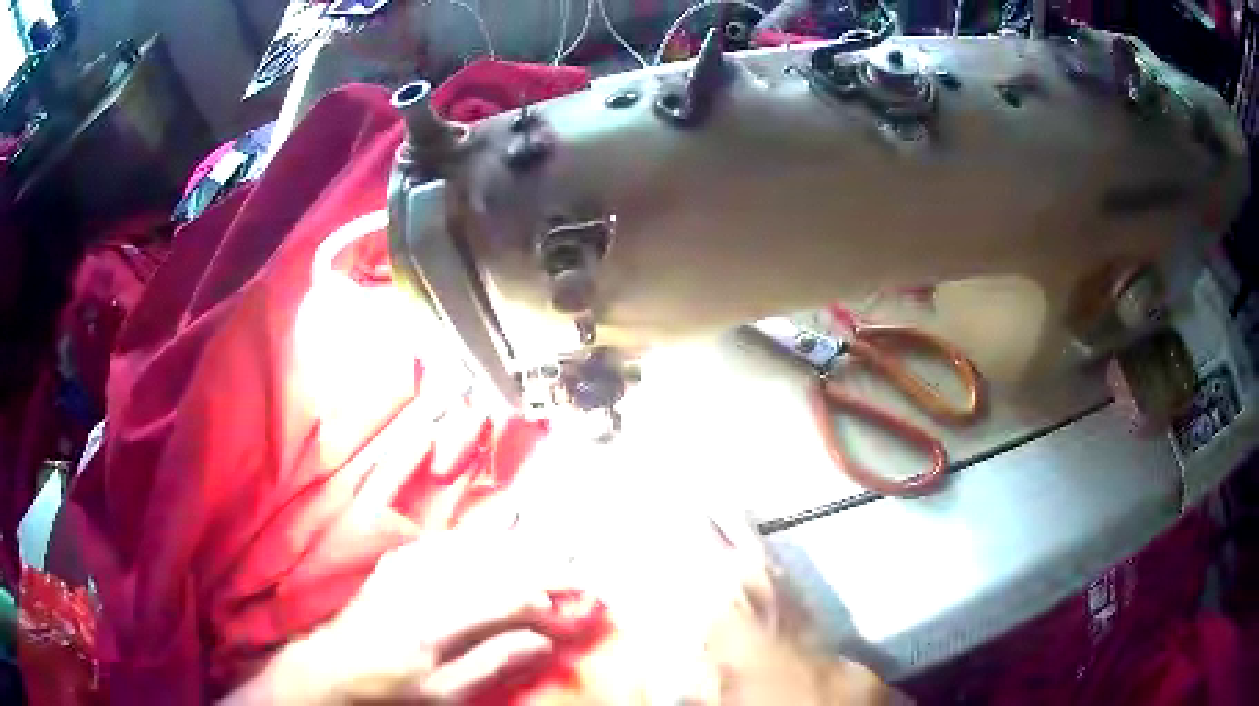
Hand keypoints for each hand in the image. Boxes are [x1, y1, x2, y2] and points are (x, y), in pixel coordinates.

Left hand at [221, 530, 603, 704]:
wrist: (330, 669)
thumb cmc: (390, 689)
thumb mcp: (443, 695)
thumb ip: (491, 665)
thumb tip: (541, 642)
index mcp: (438, 623)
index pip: (506, 600)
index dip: (548, 603)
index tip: (577, 610)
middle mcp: (424, 586)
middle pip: (494, 567)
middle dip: (541, 569)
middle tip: (576, 573)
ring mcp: (406, 571)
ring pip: (471, 548)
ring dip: (513, 550)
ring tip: (544, 553)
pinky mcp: (394, 567)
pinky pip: (441, 544)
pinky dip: (473, 541)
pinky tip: (488, 542)